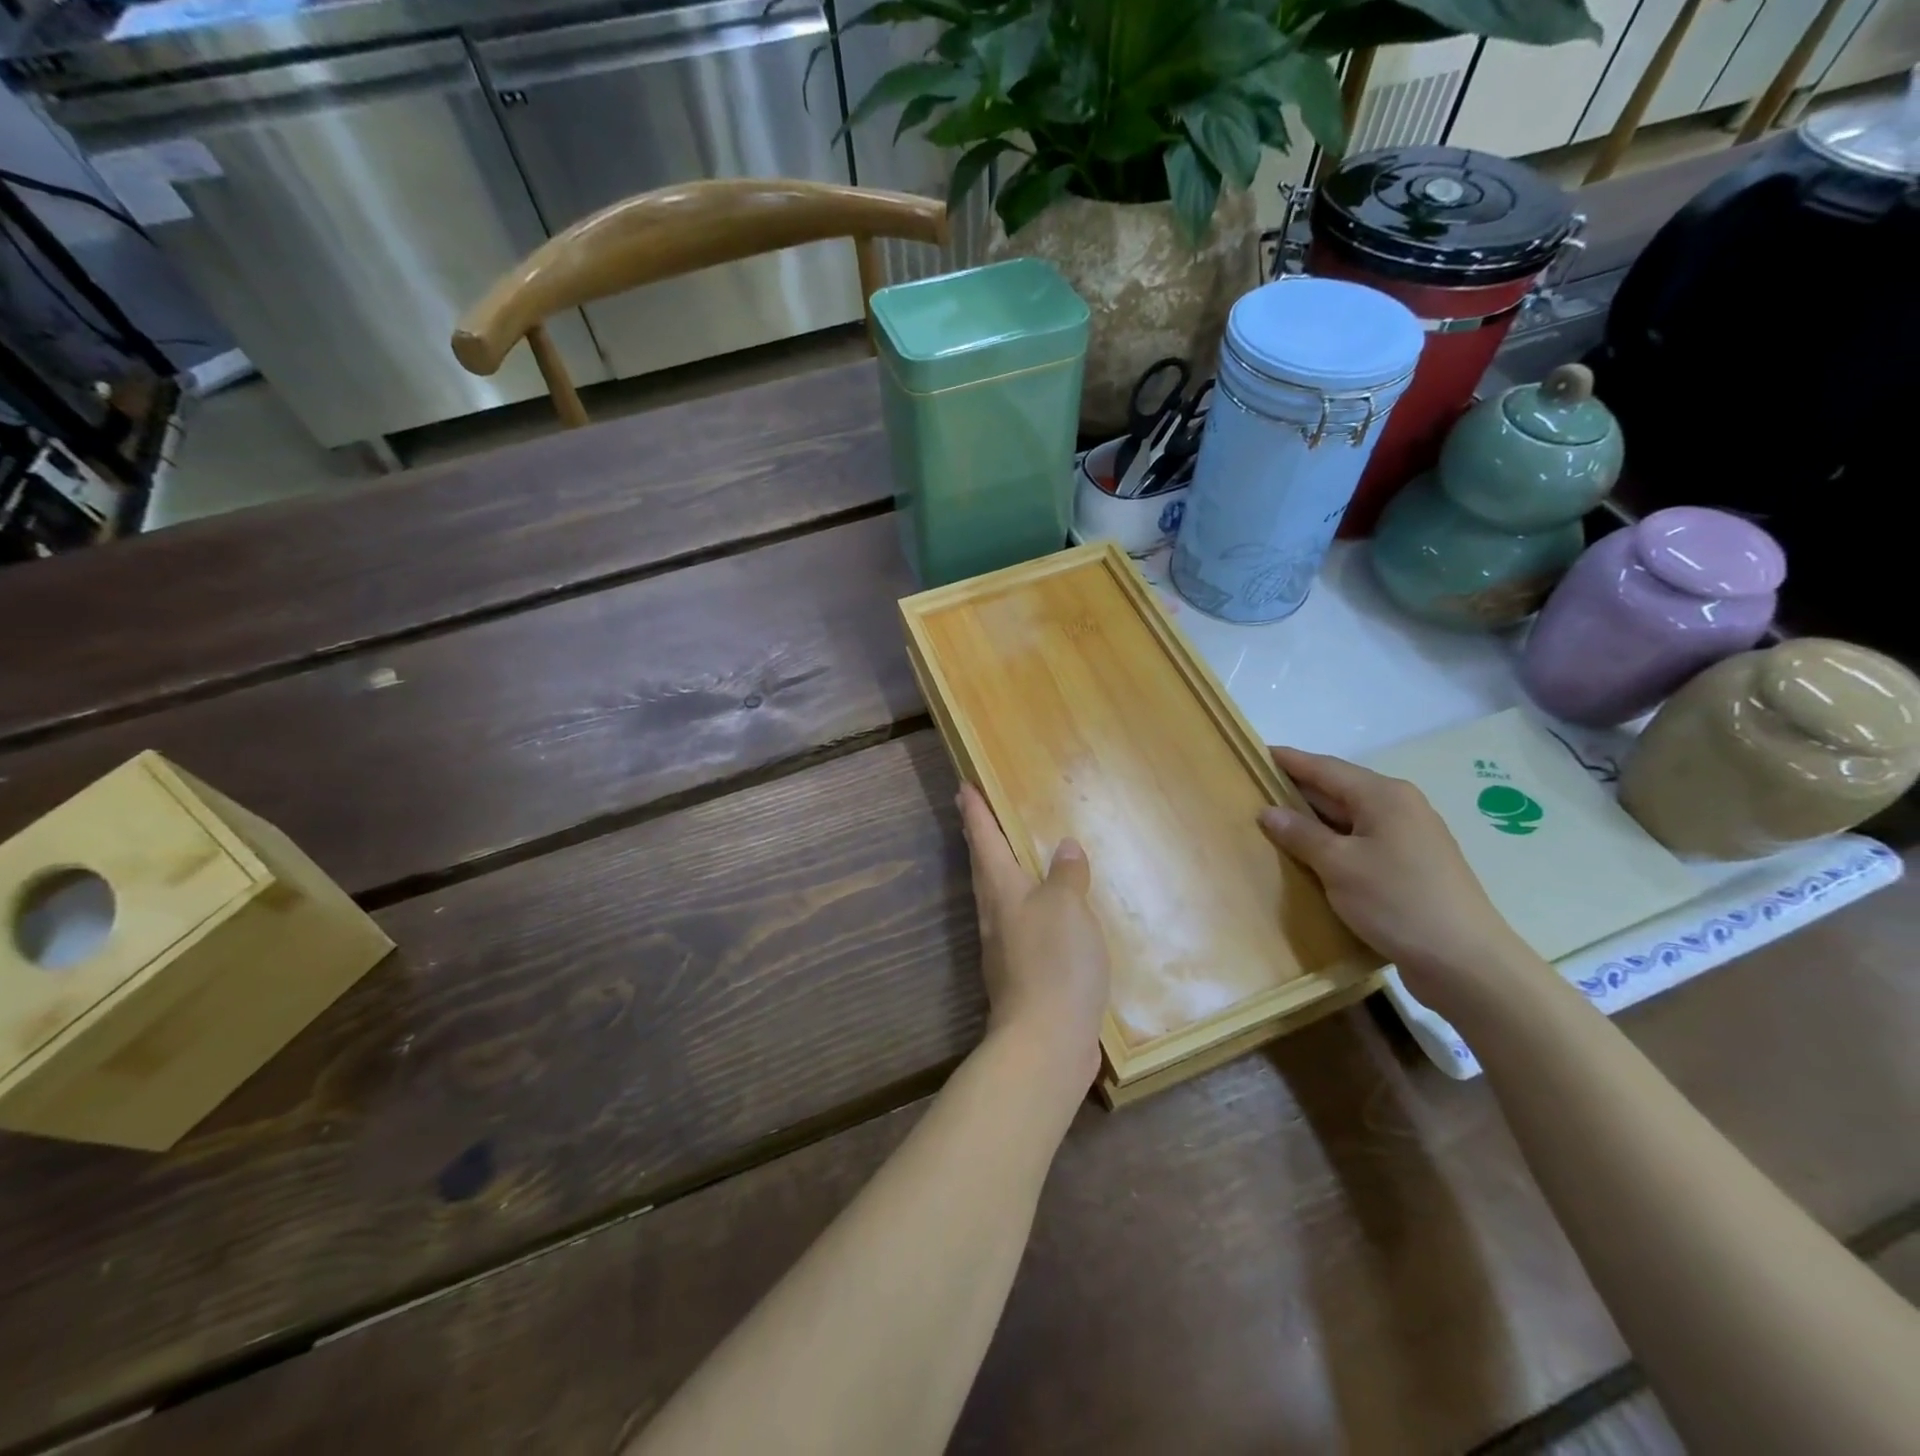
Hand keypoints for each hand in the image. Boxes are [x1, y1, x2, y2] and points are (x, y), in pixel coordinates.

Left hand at [956, 782, 1110, 1088]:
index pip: (984, 840)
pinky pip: (1019, 926)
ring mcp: (1005, 948)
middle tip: (971, 813)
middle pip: (983, 867)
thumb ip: (1066, 875)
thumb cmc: (1054, 961)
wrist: (1046, 1040)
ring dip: (997, 872)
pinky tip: (1043, 915)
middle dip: (978, 838)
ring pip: (997, 897)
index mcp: (1002, 890)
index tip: (962, 787)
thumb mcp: (1067, 906)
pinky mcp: (1022, 975)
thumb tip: (1063, 847)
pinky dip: (1025, 908)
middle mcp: (995, 915)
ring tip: (1007, 856)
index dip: (976, 812)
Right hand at [1258, 746, 1537, 1013]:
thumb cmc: (1396, 901)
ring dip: (1314, 821)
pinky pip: (1363, 842)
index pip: (1325, 767)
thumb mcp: (1338, 865)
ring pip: (1350, 818)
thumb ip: (1300, 834)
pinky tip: (1312, 857)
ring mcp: (1410, 838)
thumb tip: (1268, 812)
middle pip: (1339, 790)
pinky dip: (1334, 843)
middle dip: (1298, 790)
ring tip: (1274, 823)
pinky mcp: (1412, 867)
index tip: (1256, 753)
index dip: (1289, 760)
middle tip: (1256, 790)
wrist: (1465, 962)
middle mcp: (1400, 807)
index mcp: (1383, 795)